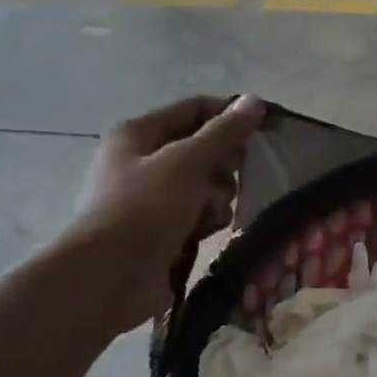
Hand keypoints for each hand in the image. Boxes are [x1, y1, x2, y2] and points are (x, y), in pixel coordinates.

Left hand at [60, 95, 263, 333]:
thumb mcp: (187, 162)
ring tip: (209, 215)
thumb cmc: (145, 209)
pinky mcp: (162, 230)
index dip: (230, 115)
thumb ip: (224, 132)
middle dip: (224, 166)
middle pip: (204, 150)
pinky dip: (207, 221)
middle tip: (230, 180)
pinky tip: (204, 233)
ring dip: (217, 199)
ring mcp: (152, 198)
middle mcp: (143, 161)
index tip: (266, 129)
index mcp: (139, 134)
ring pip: (206, 186)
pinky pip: (198, 215)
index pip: (196, 109)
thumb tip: (254, 100)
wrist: (109, 276)